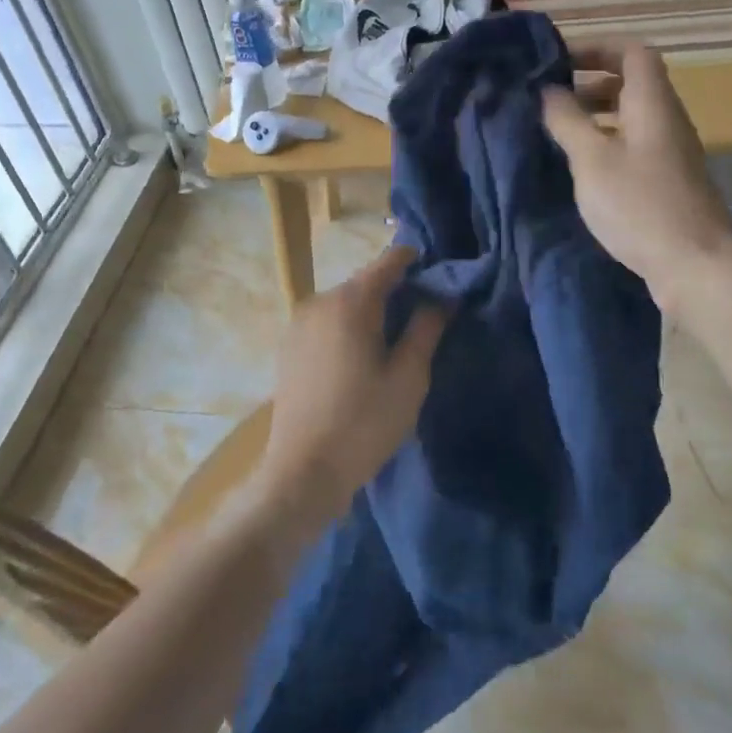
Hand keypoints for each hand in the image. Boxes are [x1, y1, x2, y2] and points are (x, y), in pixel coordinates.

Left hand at [257, 246, 446, 532]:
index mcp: (351, 302)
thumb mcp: (409, 377)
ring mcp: (299, 323)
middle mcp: (320, 301)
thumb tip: (442, 297)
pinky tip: (361, 359)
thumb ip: (427, 328)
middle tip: (424, 319)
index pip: (390, 261)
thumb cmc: (364, 423)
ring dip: (372, 311)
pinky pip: (328, 322)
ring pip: (346, 303)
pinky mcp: (289, 346)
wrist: (303, 472)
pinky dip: (349, 327)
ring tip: (395, 343)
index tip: (440, 281)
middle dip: (396, 291)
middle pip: (366, 281)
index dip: (418, 263)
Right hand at [542, 43, 731, 318]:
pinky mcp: (667, 182)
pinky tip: (581, 170)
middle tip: (549, 101)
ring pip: (630, 118)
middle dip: (588, 84)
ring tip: (557, 135)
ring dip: (595, 117)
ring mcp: (670, 152)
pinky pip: (633, 147)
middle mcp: (666, 119)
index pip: (631, 51)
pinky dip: (606, 145)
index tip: (557, 62)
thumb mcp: (592, 159)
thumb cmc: (640, 204)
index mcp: (652, 102)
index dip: (595, 48)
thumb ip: (567, 120)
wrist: (696, 265)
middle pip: (631, 83)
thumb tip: (547, 90)